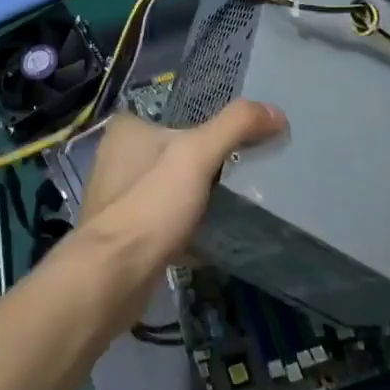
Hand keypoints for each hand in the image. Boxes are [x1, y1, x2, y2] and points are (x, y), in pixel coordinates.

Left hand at [79, 101, 286, 265]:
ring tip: (236, 205)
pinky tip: (214, 236)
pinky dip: (189, 226)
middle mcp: (118, 158)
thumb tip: (276, 112)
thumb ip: (235, 126)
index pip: (177, 116)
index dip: (210, 126)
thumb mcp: (197, 155)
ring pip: (172, 188)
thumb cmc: (151, 205)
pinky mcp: (125, 233)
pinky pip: (166, 221)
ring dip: (198, 197)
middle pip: (177, 153)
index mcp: (127, 130)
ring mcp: (119, 198)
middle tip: (246, 173)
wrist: (112, 278)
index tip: (243, 141)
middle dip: (208, 165)